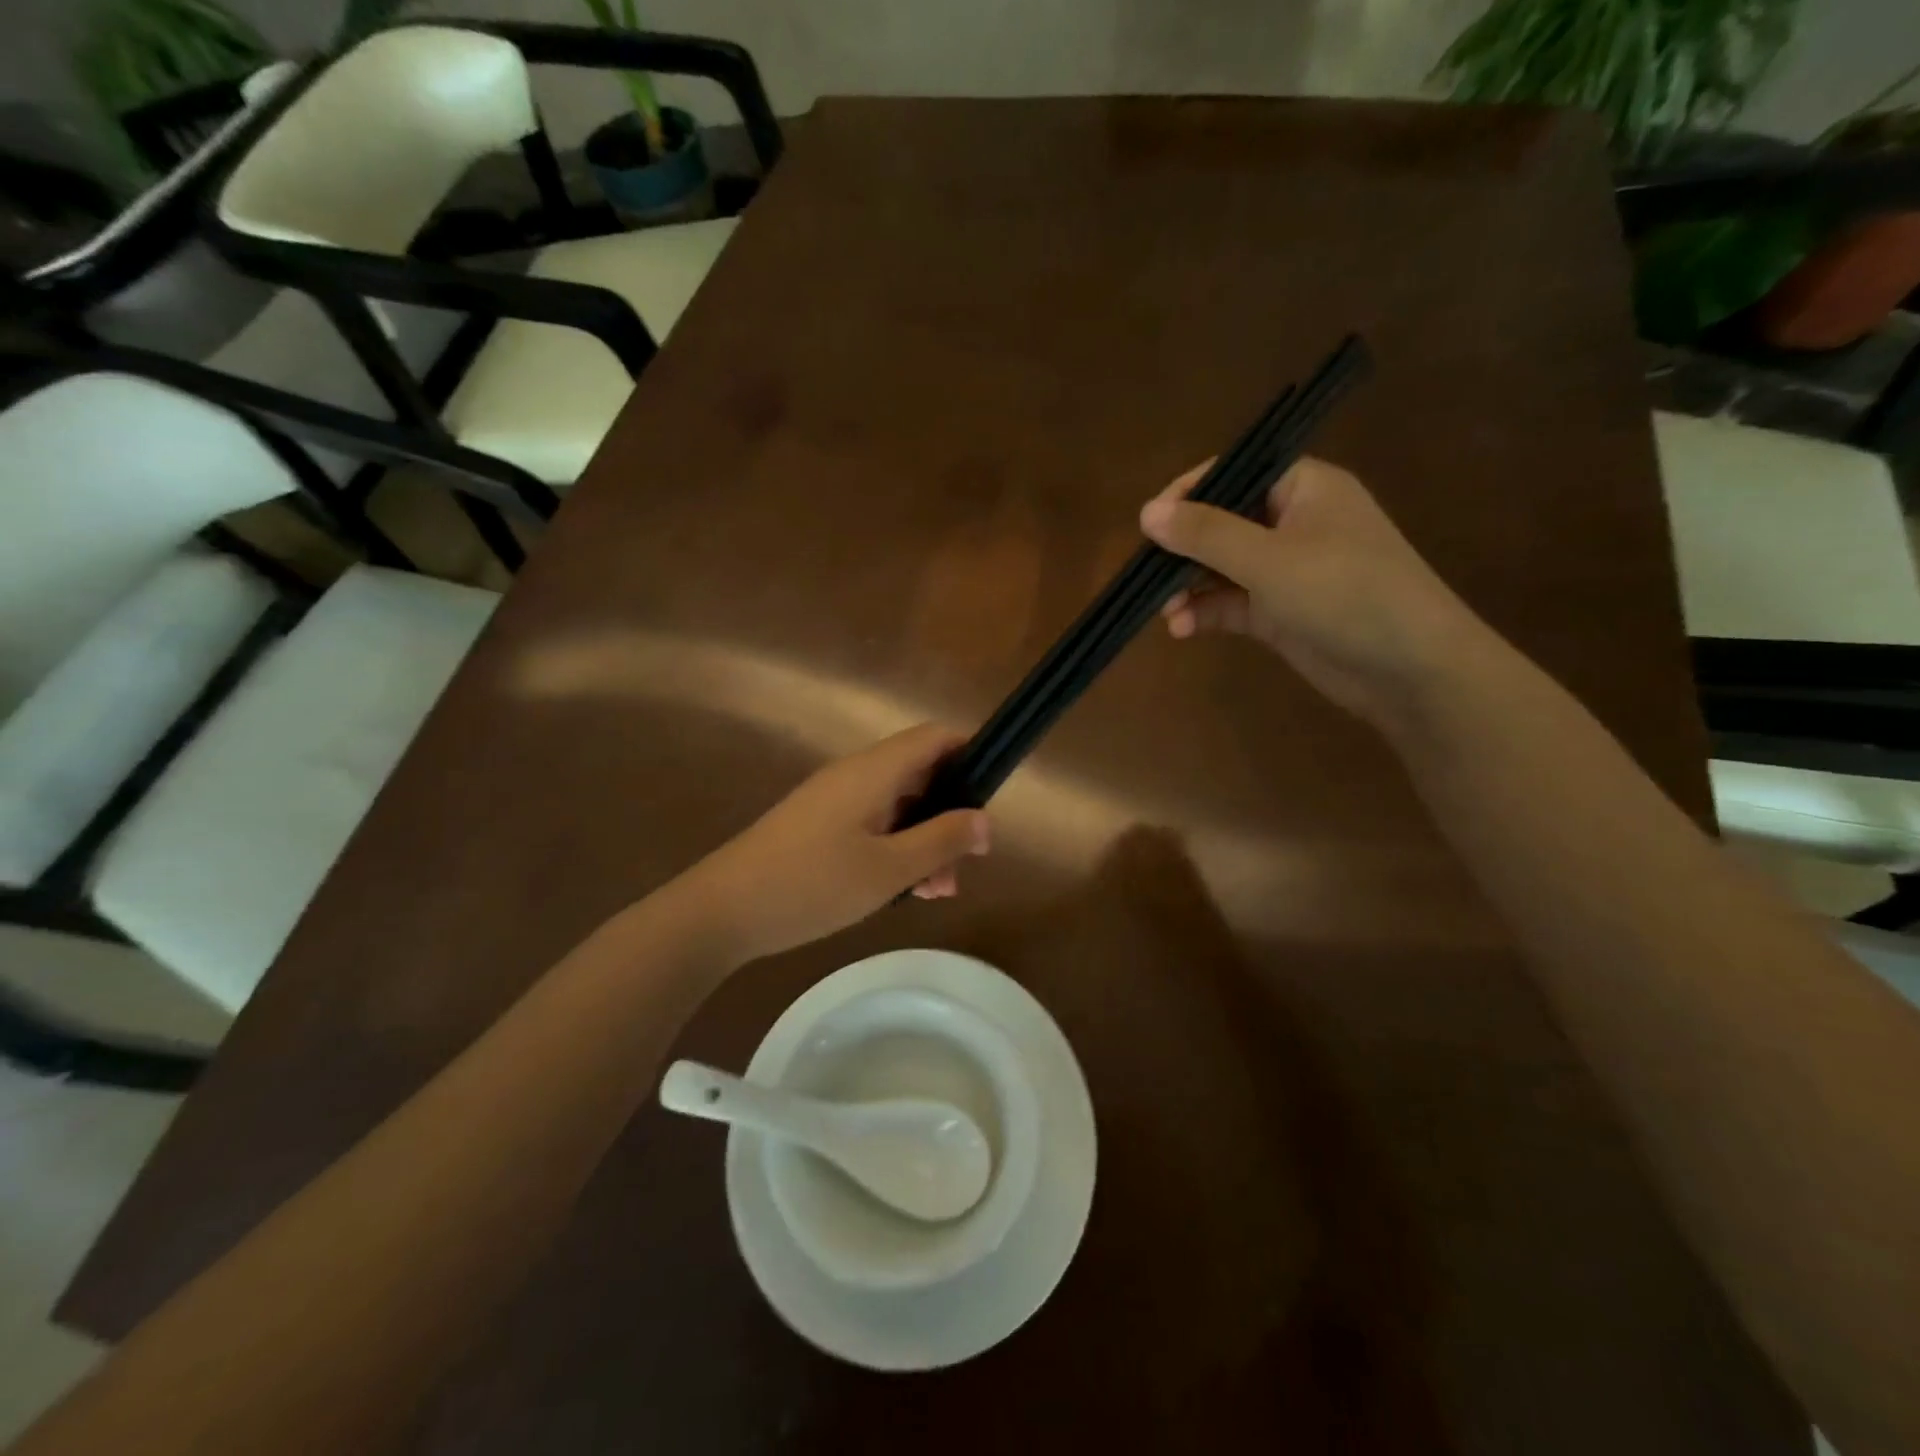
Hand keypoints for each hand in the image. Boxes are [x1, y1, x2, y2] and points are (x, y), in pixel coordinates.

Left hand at [677, 724, 990, 965]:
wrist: (722, 911)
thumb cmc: (812, 884)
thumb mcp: (889, 869)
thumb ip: (941, 841)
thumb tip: (985, 820)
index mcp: (874, 771)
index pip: (935, 737)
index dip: (970, 756)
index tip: (990, 799)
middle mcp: (855, 775)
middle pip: (920, 775)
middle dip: (950, 816)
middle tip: (963, 867)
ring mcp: (833, 801)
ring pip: (898, 807)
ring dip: (924, 841)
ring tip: (936, 893)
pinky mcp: (818, 826)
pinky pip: (872, 825)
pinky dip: (895, 850)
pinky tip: (902, 892)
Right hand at [1138, 457, 1490, 724]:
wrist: (1410, 668)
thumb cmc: (1345, 594)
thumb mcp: (1268, 559)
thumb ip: (1205, 534)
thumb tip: (1146, 512)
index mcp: (1303, 488)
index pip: (1234, 473)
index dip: (1188, 494)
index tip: (1149, 524)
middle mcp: (1293, 522)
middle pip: (1222, 522)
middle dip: (1183, 551)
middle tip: (1149, 576)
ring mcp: (1287, 569)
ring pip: (1222, 567)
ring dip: (1189, 587)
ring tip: (1164, 612)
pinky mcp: (1281, 611)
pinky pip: (1231, 602)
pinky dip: (1206, 612)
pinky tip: (1182, 630)